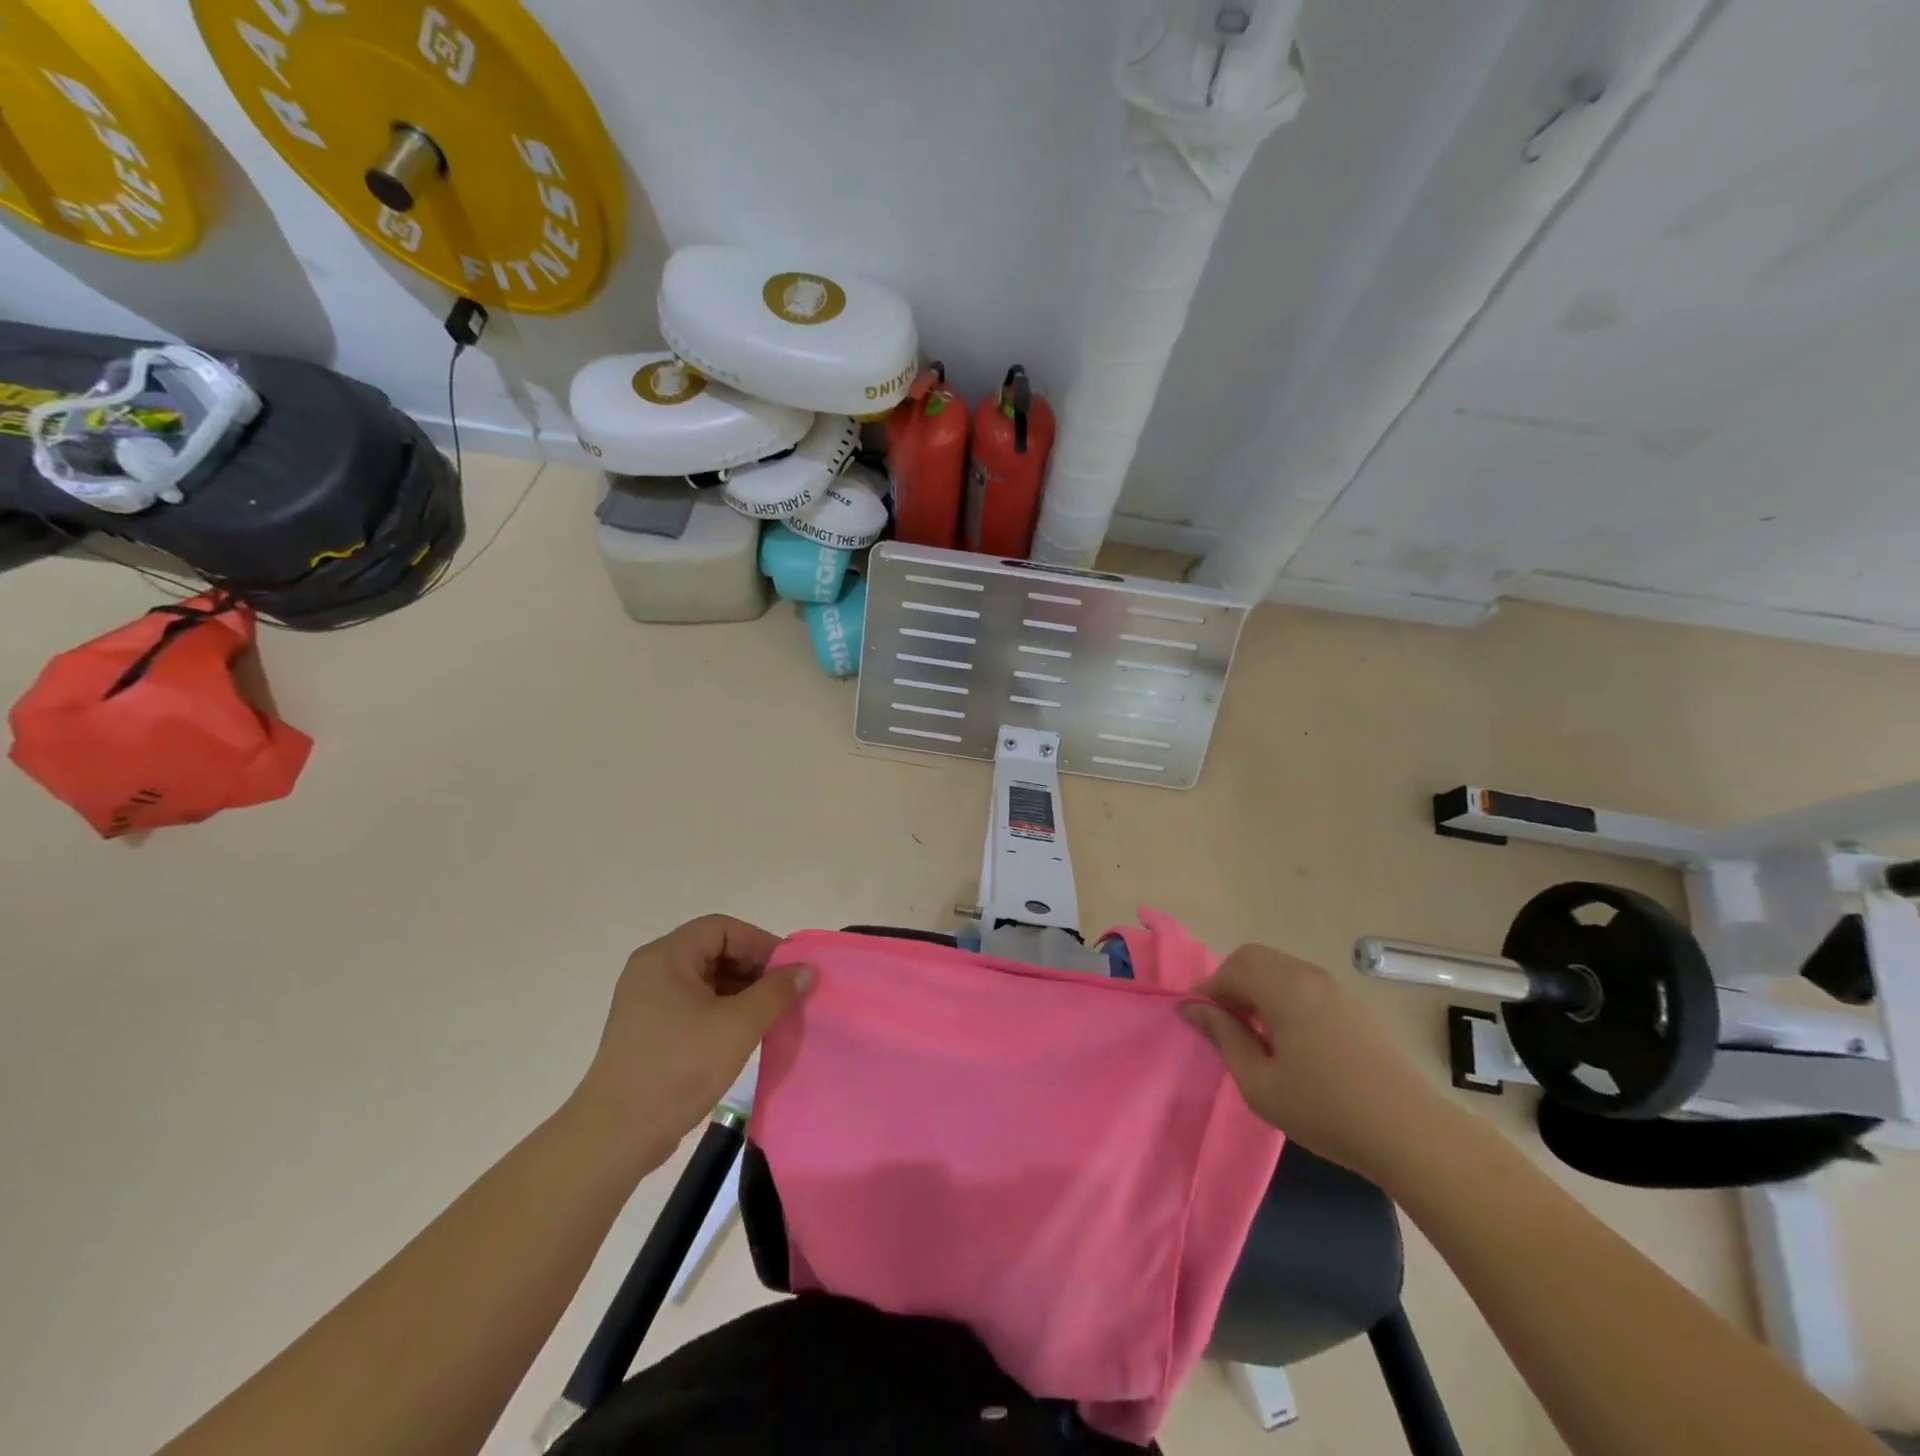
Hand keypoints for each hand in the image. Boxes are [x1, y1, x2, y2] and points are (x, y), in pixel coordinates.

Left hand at [574, 915, 812, 1164]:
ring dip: (742, 990)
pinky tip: (746, 1031)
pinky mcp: (650, 1029)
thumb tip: (807, 970)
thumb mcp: (737, 1026)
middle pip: (714, 950)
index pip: (722, 929)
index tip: (789, 970)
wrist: (616, 1136)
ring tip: (772, 1013)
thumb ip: (776, 992)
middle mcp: (653, 970)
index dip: (760, 943)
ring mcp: (648, 1001)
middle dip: (754, 967)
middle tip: (786, 992)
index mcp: (666, 957)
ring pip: (707, 979)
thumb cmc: (678, 1069)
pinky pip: (695, 1003)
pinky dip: (724, 1009)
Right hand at [1181, 944, 1453, 1185]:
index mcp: (1283, 988)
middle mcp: (1308, 975)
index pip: (1231, 969)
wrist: (1412, 1134)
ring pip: (1279, 968)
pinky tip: (1286, 1037)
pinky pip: (1302, 983)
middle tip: (1223, 1024)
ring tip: (1253, 1033)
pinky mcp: (1352, 1005)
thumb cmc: (1326, 1109)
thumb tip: (1193, 1008)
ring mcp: (1334, 988)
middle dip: (1230, 983)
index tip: (1198, 1022)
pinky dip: (1281, 995)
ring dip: (1256, 988)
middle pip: (1254, 958)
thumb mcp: (1259, 1083)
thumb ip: (1223, 1038)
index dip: (1207, 991)